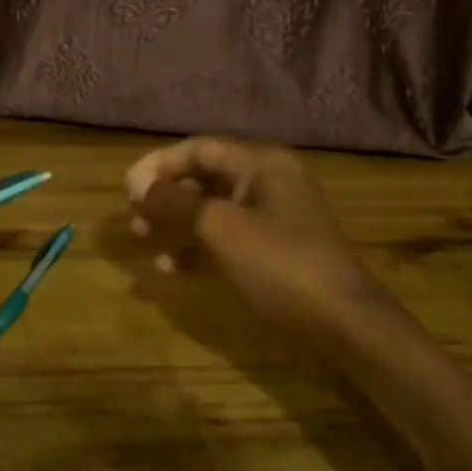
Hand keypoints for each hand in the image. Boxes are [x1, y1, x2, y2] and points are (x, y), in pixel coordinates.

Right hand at [124, 137, 382, 331]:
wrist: (343, 321)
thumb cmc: (279, 263)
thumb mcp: (219, 228)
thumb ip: (174, 202)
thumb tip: (136, 184)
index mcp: (259, 164)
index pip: (199, 149)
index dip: (159, 164)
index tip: (127, 187)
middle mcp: (266, 181)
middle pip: (204, 177)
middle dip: (165, 194)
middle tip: (133, 214)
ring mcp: (272, 216)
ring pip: (211, 209)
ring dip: (176, 221)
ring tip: (143, 238)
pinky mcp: (274, 249)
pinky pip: (226, 237)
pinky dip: (198, 247)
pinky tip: (171, 268)